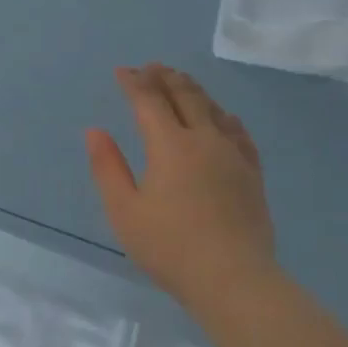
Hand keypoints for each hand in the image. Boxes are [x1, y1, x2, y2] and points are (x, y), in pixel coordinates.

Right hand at [86, 64, 277, 309]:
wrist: (233, 278)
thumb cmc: (170, 247)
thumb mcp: (124, 211)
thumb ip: (108, 168)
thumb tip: (95, 131)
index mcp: (170, 146)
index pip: (149, 102)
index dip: (134, 83)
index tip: (122, 71)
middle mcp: (204, 140)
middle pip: (185, 96)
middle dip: (165, 78)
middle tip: (152, 67)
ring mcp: (233, 155)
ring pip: (213, 109)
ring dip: (193, 90)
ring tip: (181, 81)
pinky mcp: (252, 173)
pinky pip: (239, 132)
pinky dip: (224, 116)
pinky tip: (223, 117)